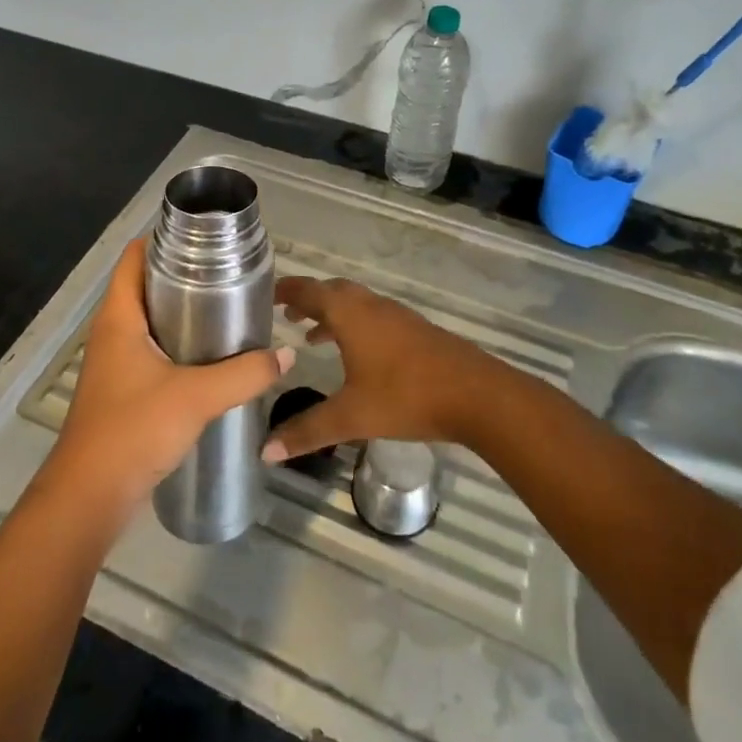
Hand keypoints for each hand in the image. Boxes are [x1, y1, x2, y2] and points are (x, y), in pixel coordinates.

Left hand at [43, 238, 292, 520]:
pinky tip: (211, 357)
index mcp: (119, 317)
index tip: (204, 237)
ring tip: (227, 309)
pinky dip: (178, 344)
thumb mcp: (196, 397)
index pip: (133, 258)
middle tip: (228, 273)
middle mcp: (112, 332)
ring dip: (183, 312)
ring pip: (150, 321)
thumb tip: (286, 354)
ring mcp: (115, 363)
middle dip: (183, 275)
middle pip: (145, 286)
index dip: (163, 239)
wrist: (90, 497)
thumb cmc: (133, 430)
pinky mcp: (123, 390)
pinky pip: (152, 351)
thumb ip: (244, 374)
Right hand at [262, 275, 496, 461]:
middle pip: (333, 291)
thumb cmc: (406, 397)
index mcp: (350, 315)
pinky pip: (374, 316)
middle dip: (309, 300)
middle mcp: (371, 306)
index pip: (310, 291)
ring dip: (333, 313)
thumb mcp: (351, 417)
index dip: (287, 291)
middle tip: (286, 315)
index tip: (268, 295)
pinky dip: (355, 325)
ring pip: (356, 303)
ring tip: (312, 336)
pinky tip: (358, 356)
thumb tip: (265, 450)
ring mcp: (397, 316)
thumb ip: (308, 431)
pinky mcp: (416, 330)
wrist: (476, 395)